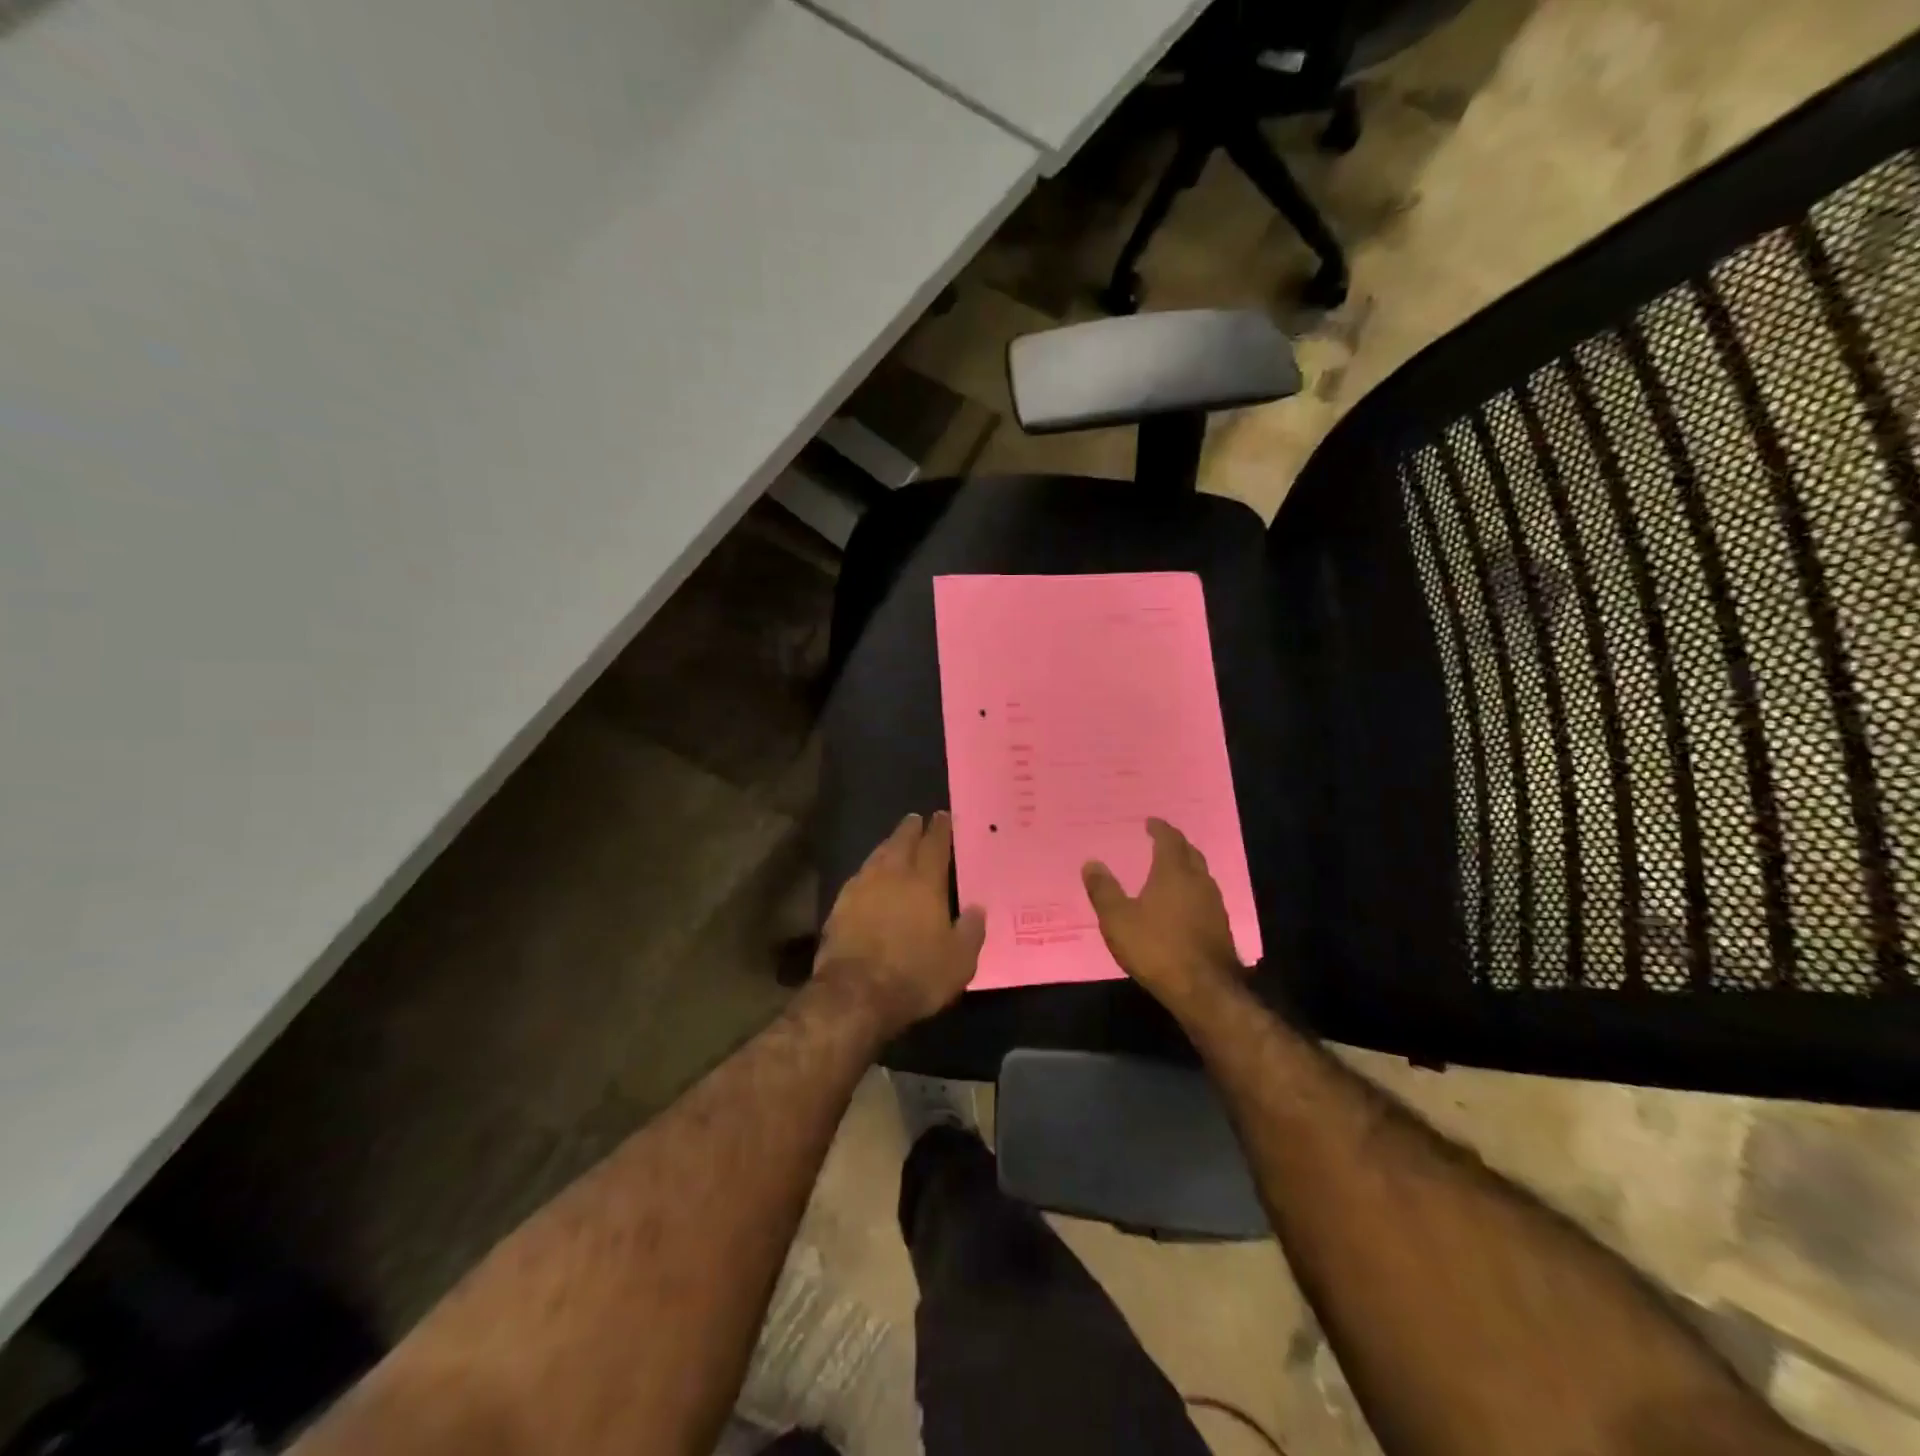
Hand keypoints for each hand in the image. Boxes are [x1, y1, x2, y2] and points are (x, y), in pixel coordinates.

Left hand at [814, 811, 985, 1037]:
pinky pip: (859, 877)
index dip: (940, 829)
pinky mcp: (840, 905)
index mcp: (925, 883)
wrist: (855, 993)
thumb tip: (977, 908)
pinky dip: (869, 870)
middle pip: (902, 842)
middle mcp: (892, 876)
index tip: (942, 816)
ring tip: (894, 842)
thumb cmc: (915, 975)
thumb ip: (971, 931)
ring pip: (877, 856)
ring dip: (888, 845)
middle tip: (916, 819)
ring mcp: (862, 888)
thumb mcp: (959, 961)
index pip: (934, 846)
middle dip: (911, 829)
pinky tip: (869, 877)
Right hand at [1082, 818, 1246, 1008]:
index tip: (1151, 822)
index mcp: (1174, 872)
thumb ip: (1103, 890)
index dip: (1160, 829)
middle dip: (1176, 844)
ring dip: (1187, 867)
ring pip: (1201, 875)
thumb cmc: (1156, 948)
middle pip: (1190, 853)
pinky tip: (1183, 904)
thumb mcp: (1117, 920)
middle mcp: (1199, 882)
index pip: (1170, 840)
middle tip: (1162, 841)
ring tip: (1171, 870)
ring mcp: (1214, 905)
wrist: (1204, 989)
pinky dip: (1193, 890)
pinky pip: (1205, 897)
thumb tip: (1091, 862)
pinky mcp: (1221, 927)